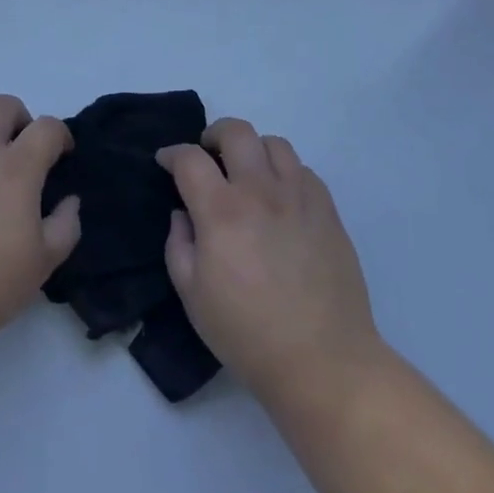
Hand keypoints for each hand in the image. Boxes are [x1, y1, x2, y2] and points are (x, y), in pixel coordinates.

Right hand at [159, 119, 382, 408]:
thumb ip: (179, 245)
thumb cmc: (247, 334)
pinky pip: (304, 171)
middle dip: (214, 134)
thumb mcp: (192, 295)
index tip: (165, 162)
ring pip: (275, 144)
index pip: (191, 159)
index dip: (172, 154)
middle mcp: (261, 192)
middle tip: (207, 155)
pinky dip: (284, 172)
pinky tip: (279, 198)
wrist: (322, 360)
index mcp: (222, 211)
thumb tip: (183, 214)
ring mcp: (299, 197)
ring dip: (253, 150)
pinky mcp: (328, 211)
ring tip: (247, 173)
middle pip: (237, 132)